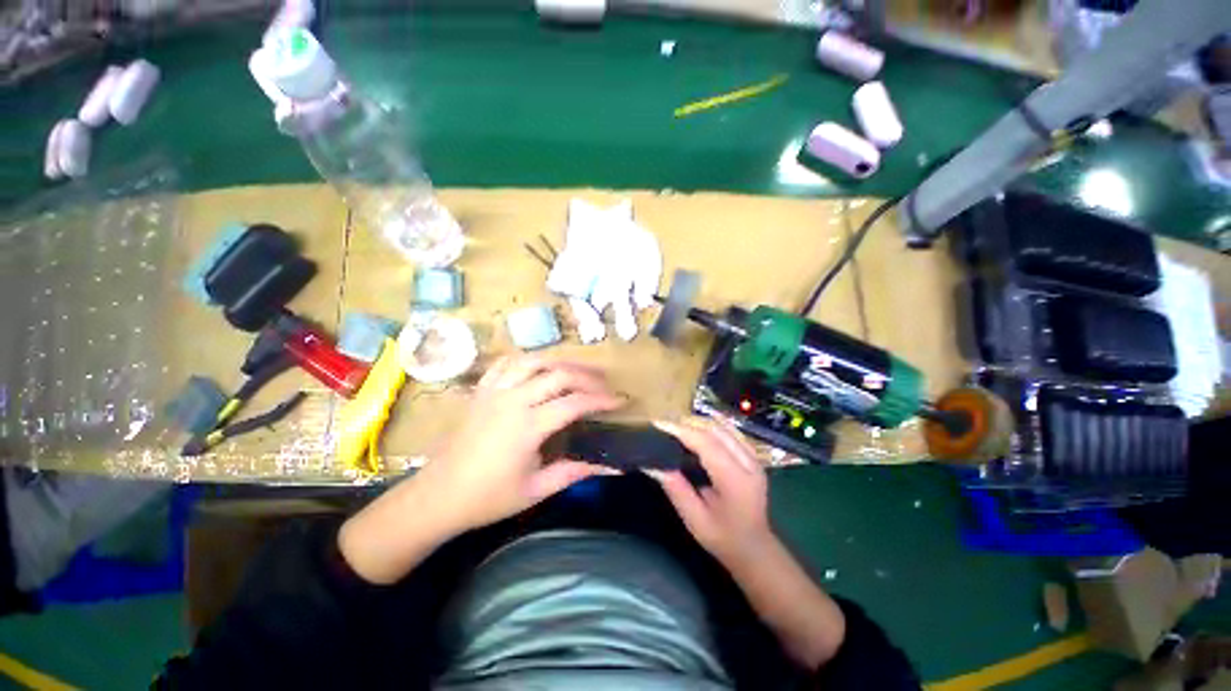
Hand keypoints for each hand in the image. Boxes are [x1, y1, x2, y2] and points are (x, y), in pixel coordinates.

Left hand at [412, 354, 624, 533]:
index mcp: (527, 426)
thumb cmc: (487, 498)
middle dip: (587, 375)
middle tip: (604, 383)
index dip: (601, 399)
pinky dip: (527, 360)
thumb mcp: (535, 490)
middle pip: (558, 374)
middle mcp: (513, 400)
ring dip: (560, 362)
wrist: (437, 496)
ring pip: (534, 361)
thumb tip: (613, 468)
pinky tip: (538, 367)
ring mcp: (495, 391)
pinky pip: (506, 363)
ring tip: (578, 369)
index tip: (620, 401)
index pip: (574, 403)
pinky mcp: (482, 391)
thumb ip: (574, 472)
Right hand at [648, 417, 773, 569]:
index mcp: (736, 481)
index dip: (682, 431)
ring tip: (676, 429)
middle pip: (715, 431)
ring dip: (698, 424)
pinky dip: (710, 428)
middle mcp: (749, 463)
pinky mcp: (752, 456)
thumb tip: (653, 465)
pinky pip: (729, 433)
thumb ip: (676, 490)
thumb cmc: (724, 538)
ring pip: (723, 428)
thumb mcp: (695, 520)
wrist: (755, 549)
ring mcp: (754, 458)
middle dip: (687, 425)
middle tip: (664, 427)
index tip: (658, 424)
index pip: (707, 444)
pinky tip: (696, 433)